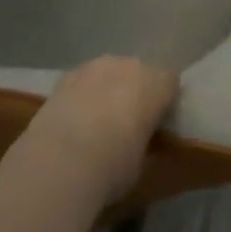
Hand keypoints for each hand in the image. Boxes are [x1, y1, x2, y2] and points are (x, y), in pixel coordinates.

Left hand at [16, 56, 177, 204]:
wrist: (61, 161)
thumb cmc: (114, 165)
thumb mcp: (142, 160)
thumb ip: (144, 139)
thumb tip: (136, 140)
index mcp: (157, 84)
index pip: (170, 83)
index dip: (164, 101)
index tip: (158, 122)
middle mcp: (129, 66)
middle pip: (138, 72)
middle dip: (135, 91)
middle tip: (128, 121)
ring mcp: (94, 67)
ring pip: (109, 72)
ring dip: (107, 88)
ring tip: (97, 119)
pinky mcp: (65, 76)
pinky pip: (83, 81)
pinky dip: (82, 94)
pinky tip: (74, 117)